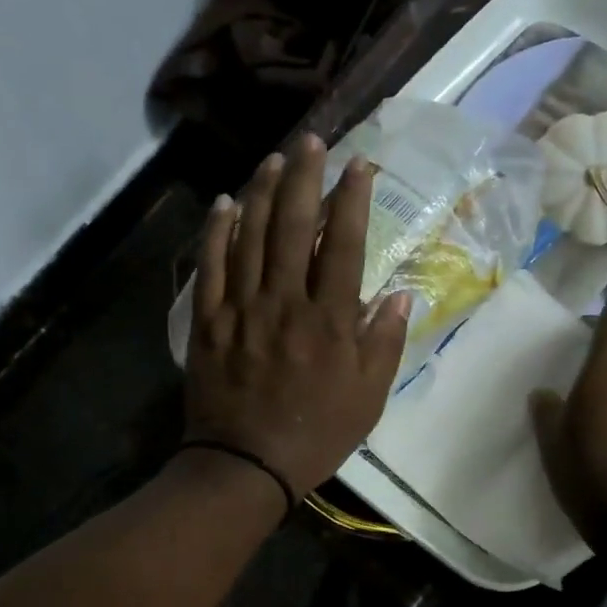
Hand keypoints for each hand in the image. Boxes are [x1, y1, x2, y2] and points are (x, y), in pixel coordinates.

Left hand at [184, 134, 410, 498]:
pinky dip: (216, 231)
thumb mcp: (368, 399)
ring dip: (263, 192)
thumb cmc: (314, 435)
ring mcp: (242, 308)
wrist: (245, 466)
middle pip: (295, 226)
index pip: (345, 244)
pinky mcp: (208, 320)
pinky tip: (225, 203)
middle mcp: (285, 302)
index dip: (353, 199)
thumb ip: (384, 344)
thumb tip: (399, 296)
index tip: (359, 165)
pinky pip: (210, 266)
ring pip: (251, 236)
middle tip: (311, 141)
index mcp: (329, 320)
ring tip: (275, 159)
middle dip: (305, 177)